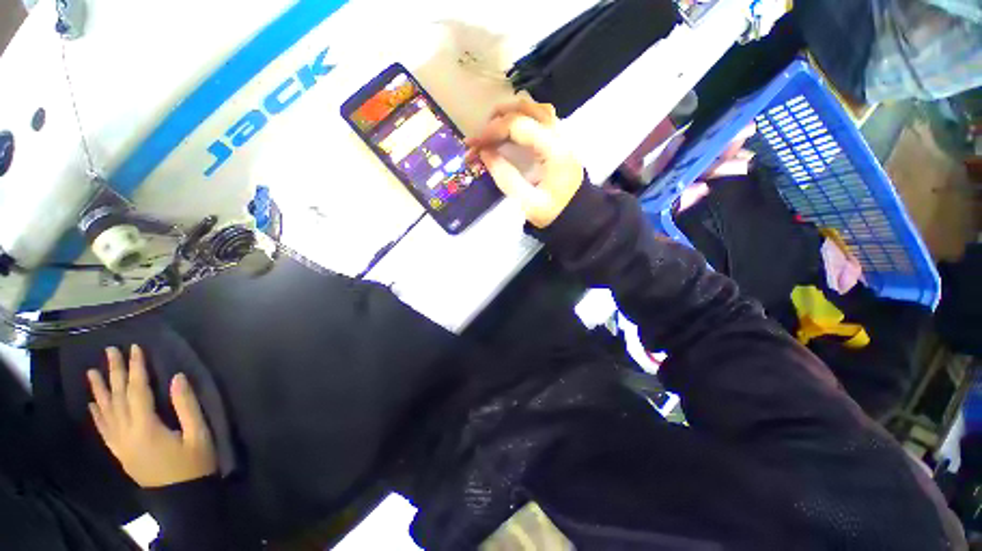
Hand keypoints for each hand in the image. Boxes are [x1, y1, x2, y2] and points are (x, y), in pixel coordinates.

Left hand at [87, 345, 216, 487]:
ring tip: (92, 372)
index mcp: (145, 427)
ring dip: (99, 391)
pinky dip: (97, 415)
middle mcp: (126, 433)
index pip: (137, 391)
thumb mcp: (198, 434)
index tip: (135, 348)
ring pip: (105, 412)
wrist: (181, 496)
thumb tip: (176, 377)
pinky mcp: (119, 452)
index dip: (136, 368)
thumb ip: (186, 405)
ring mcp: (119, 444)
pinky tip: (93, 404)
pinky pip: (104, 430)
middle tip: (110, 351)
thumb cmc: (194, 463)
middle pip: (117, 398)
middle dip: (114, 373)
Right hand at [466, 97, 583, 227]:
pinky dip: (522, 118)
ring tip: (493, 130)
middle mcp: (560, 135)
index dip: (491, 131)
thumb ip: (505, 177)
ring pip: (535, 107)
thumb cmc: (552, 213)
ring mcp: (562, 135)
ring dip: (510, 113)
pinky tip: (511, 133)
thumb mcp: (526, 203)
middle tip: (480, 137)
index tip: (474, 146)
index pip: (518, 124)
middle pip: (527, 107)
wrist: (577, 217)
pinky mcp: (560, 140)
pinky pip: (541, 116)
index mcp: (554, 150)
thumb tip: (484, 152)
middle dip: (498, 117)